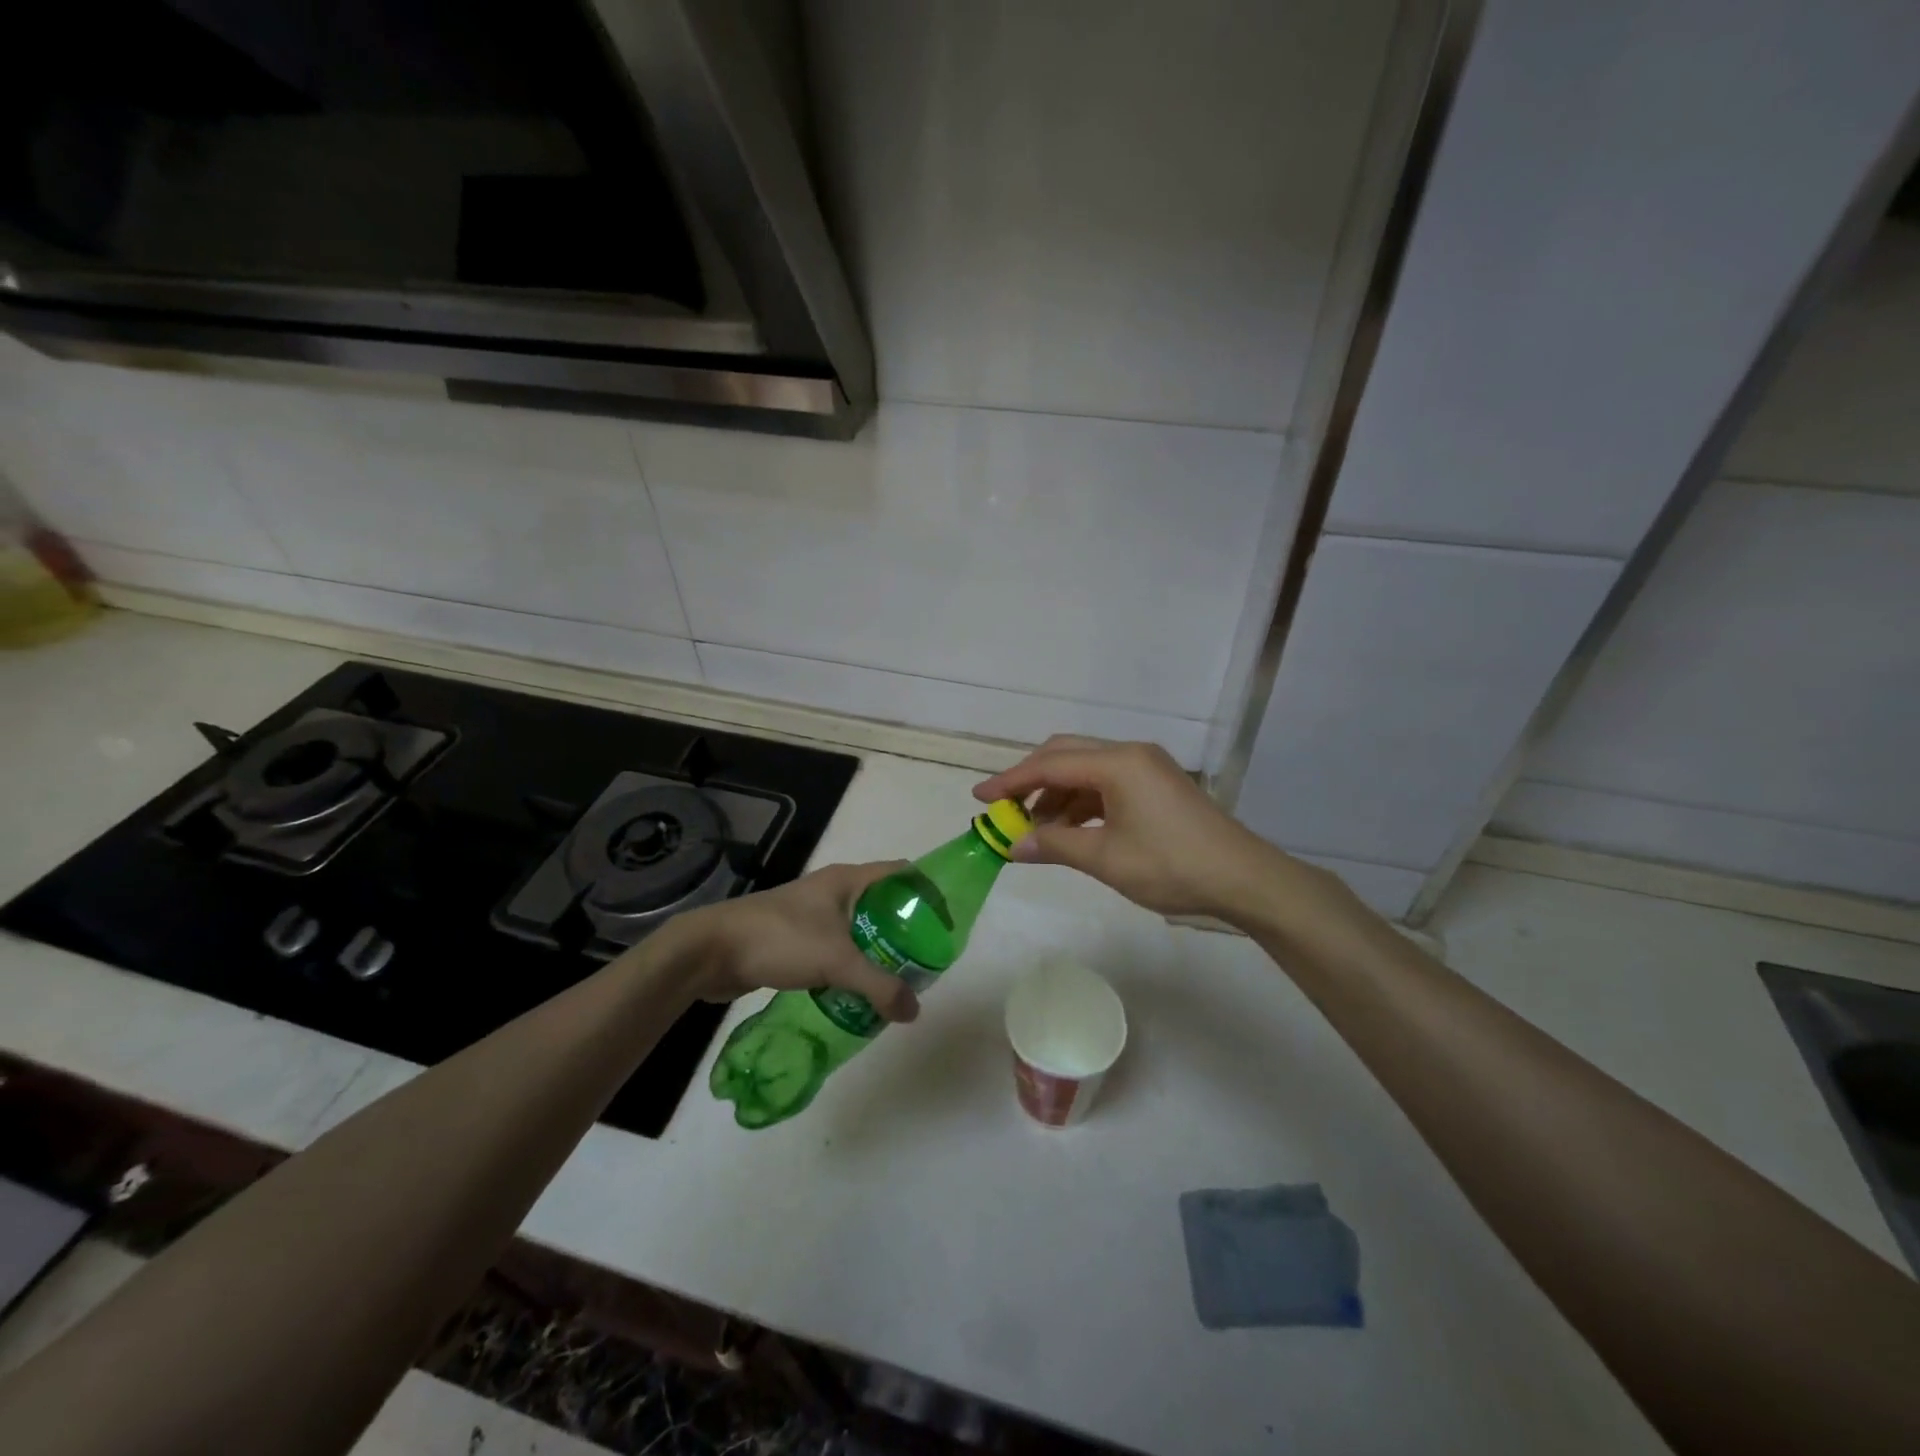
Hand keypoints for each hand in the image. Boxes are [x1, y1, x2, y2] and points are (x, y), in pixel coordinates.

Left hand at [667, 861, 919, 1021]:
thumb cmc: (779, 939)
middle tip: (927, 960)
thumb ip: (879, 986)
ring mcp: (812, 914)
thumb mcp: (836, 961)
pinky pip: (837, 948)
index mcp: (847, 879)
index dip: (927, 890)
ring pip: (859, 929)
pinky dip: (853, 966)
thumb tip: (914, 1012)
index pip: (901, 873)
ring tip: (900, 980)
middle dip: (906, 929)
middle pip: (883, 903)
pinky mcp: (796, 939)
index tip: (946, 921)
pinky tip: (860, 992)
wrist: (711, 951)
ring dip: (879, 951)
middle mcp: (833, 890)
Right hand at [973, 736, 1290, 920]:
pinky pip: (1105, 784)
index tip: (979, 798)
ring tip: (1034, 830)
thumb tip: (1012, 846)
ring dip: (1056, 795)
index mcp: (1117, 762)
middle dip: (1030, 781)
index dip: (1010, 781)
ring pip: (1085, 770)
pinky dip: (1080, 803)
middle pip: (1065, 755)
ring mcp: (1146, 767)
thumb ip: (1054, 845)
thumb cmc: (1171, 866)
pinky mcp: (1156, 785)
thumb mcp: (1105, 858)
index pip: (1049, 764)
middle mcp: (1130, 754)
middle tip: (1003, 810)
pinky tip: (1068, 830)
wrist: (1243, 878)